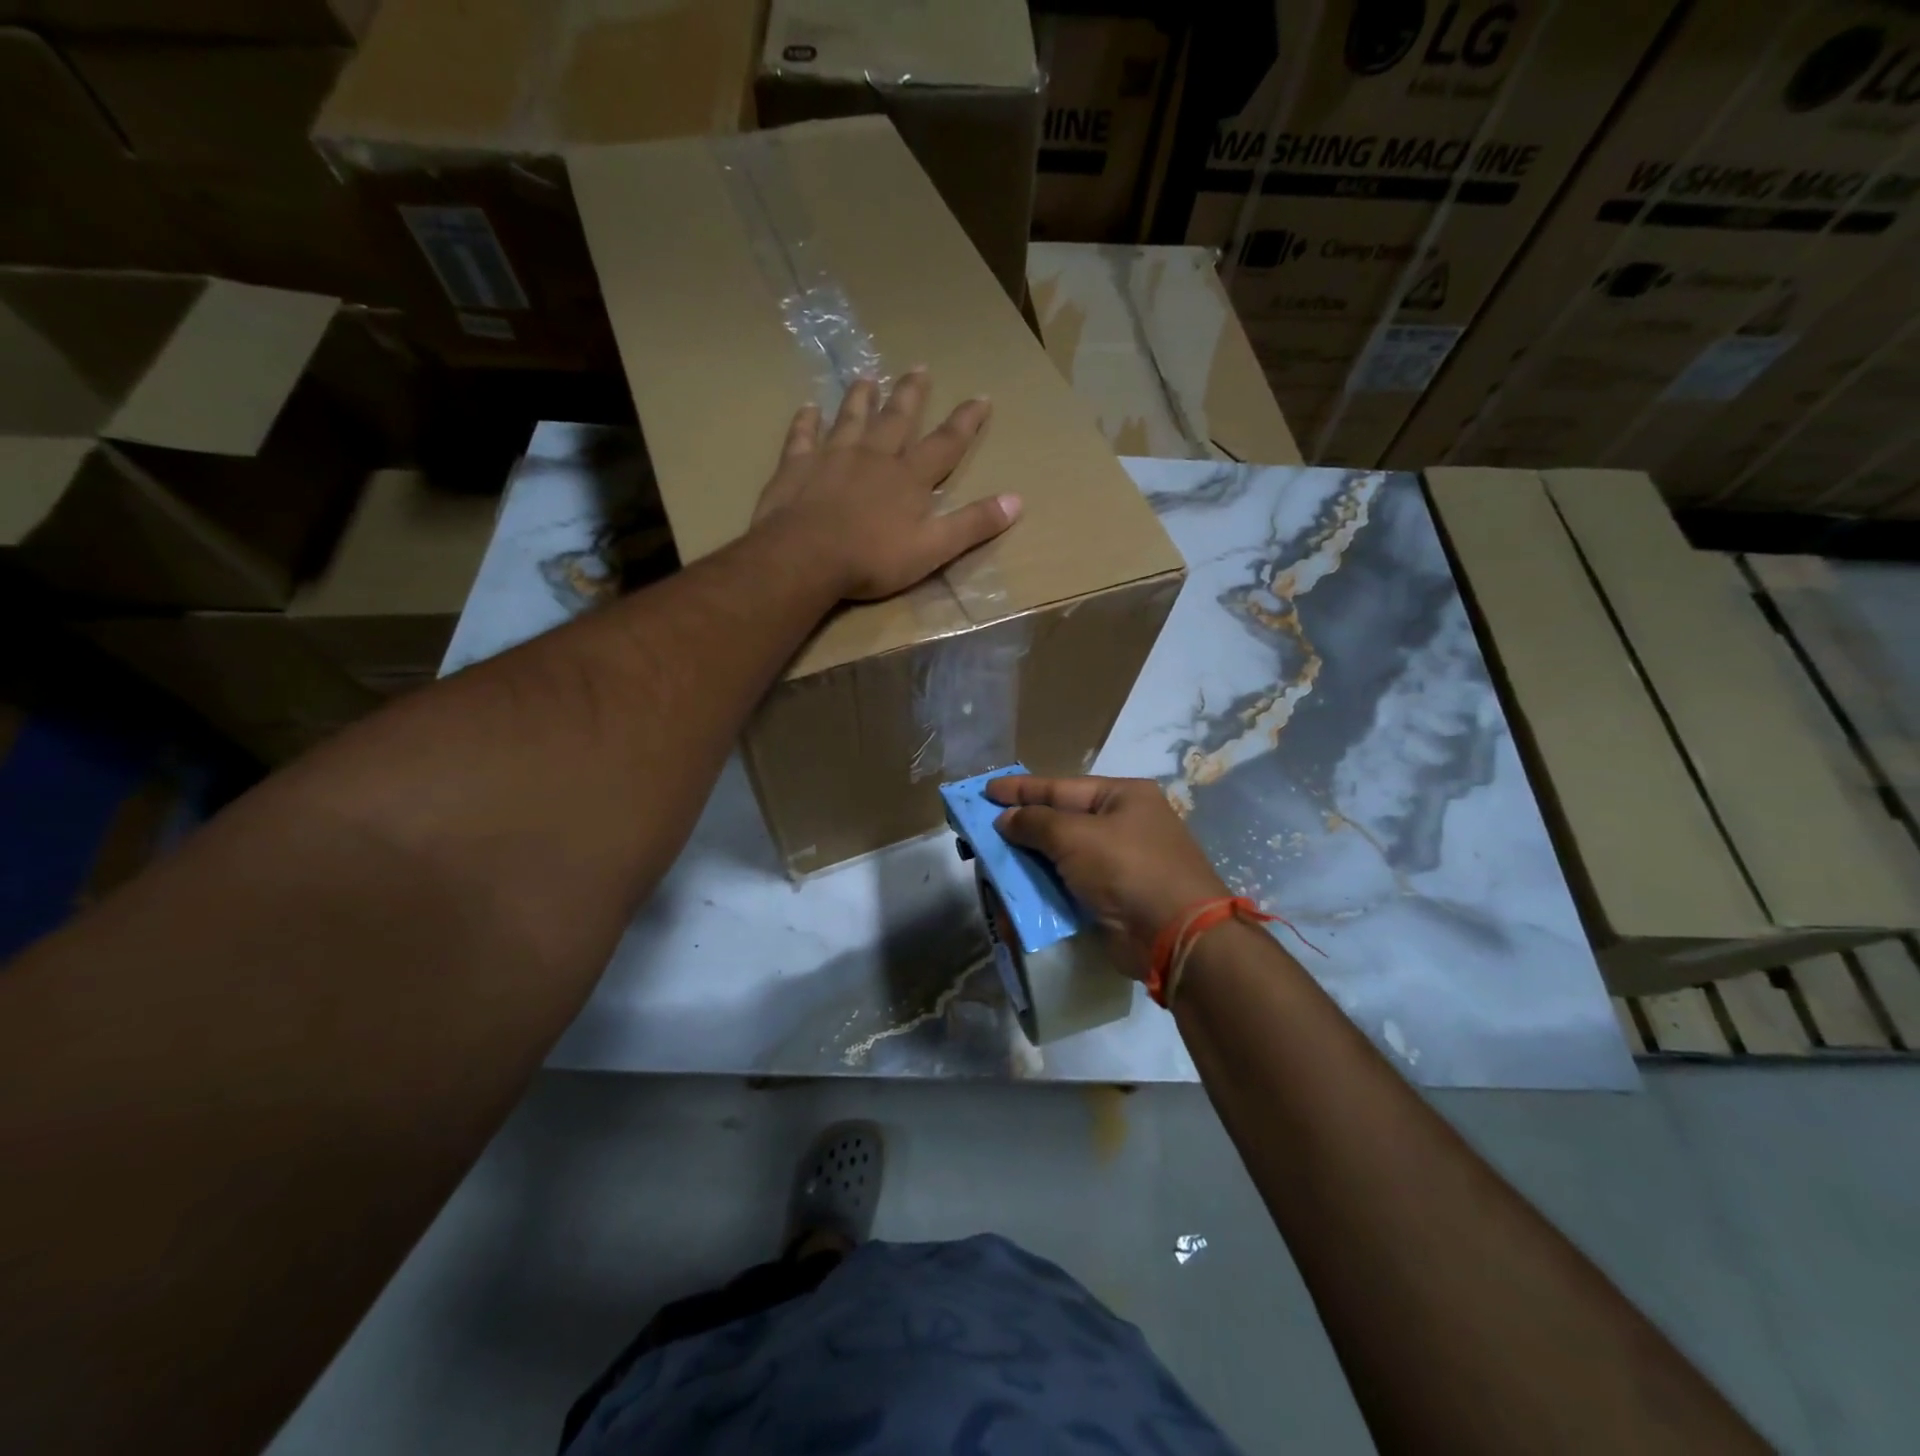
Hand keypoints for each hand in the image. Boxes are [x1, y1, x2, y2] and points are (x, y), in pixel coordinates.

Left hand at [752, 370, 1020, 600]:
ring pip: (850, 419)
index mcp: (909, 478)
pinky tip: (807, 407)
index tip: (981, 397)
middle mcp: (873, 457)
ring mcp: (832, 457)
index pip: (945, 444)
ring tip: (867, 376)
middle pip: (896, 419)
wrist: (806, 557)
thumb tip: (1017, 500)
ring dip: (860, 397)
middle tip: (920, 367)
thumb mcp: (934, 549)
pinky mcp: (796, 468)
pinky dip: (806, 421)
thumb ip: (973, 524)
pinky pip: (802, 437)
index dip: (965, 422)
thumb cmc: (873, 558)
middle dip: (911, 394)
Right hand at [986, 775, 1228, 977]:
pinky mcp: (1114, 899)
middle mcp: (1124, 825)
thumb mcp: (1075, 836)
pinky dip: (1045, 889)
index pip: (1062, 787)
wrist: (1174, 936)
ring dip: (1030, 862)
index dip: (1022, 789)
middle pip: (1062, 822)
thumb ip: (1035, 823)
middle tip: (983, 829)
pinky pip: (1071, 887)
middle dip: (1024, 828)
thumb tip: (1006, 819)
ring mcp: (1121, 864)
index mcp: (1123, 797)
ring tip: (993, 862)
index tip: (987, 790)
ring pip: (1063, 857)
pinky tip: (1018, 893)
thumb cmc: (1126, 868)